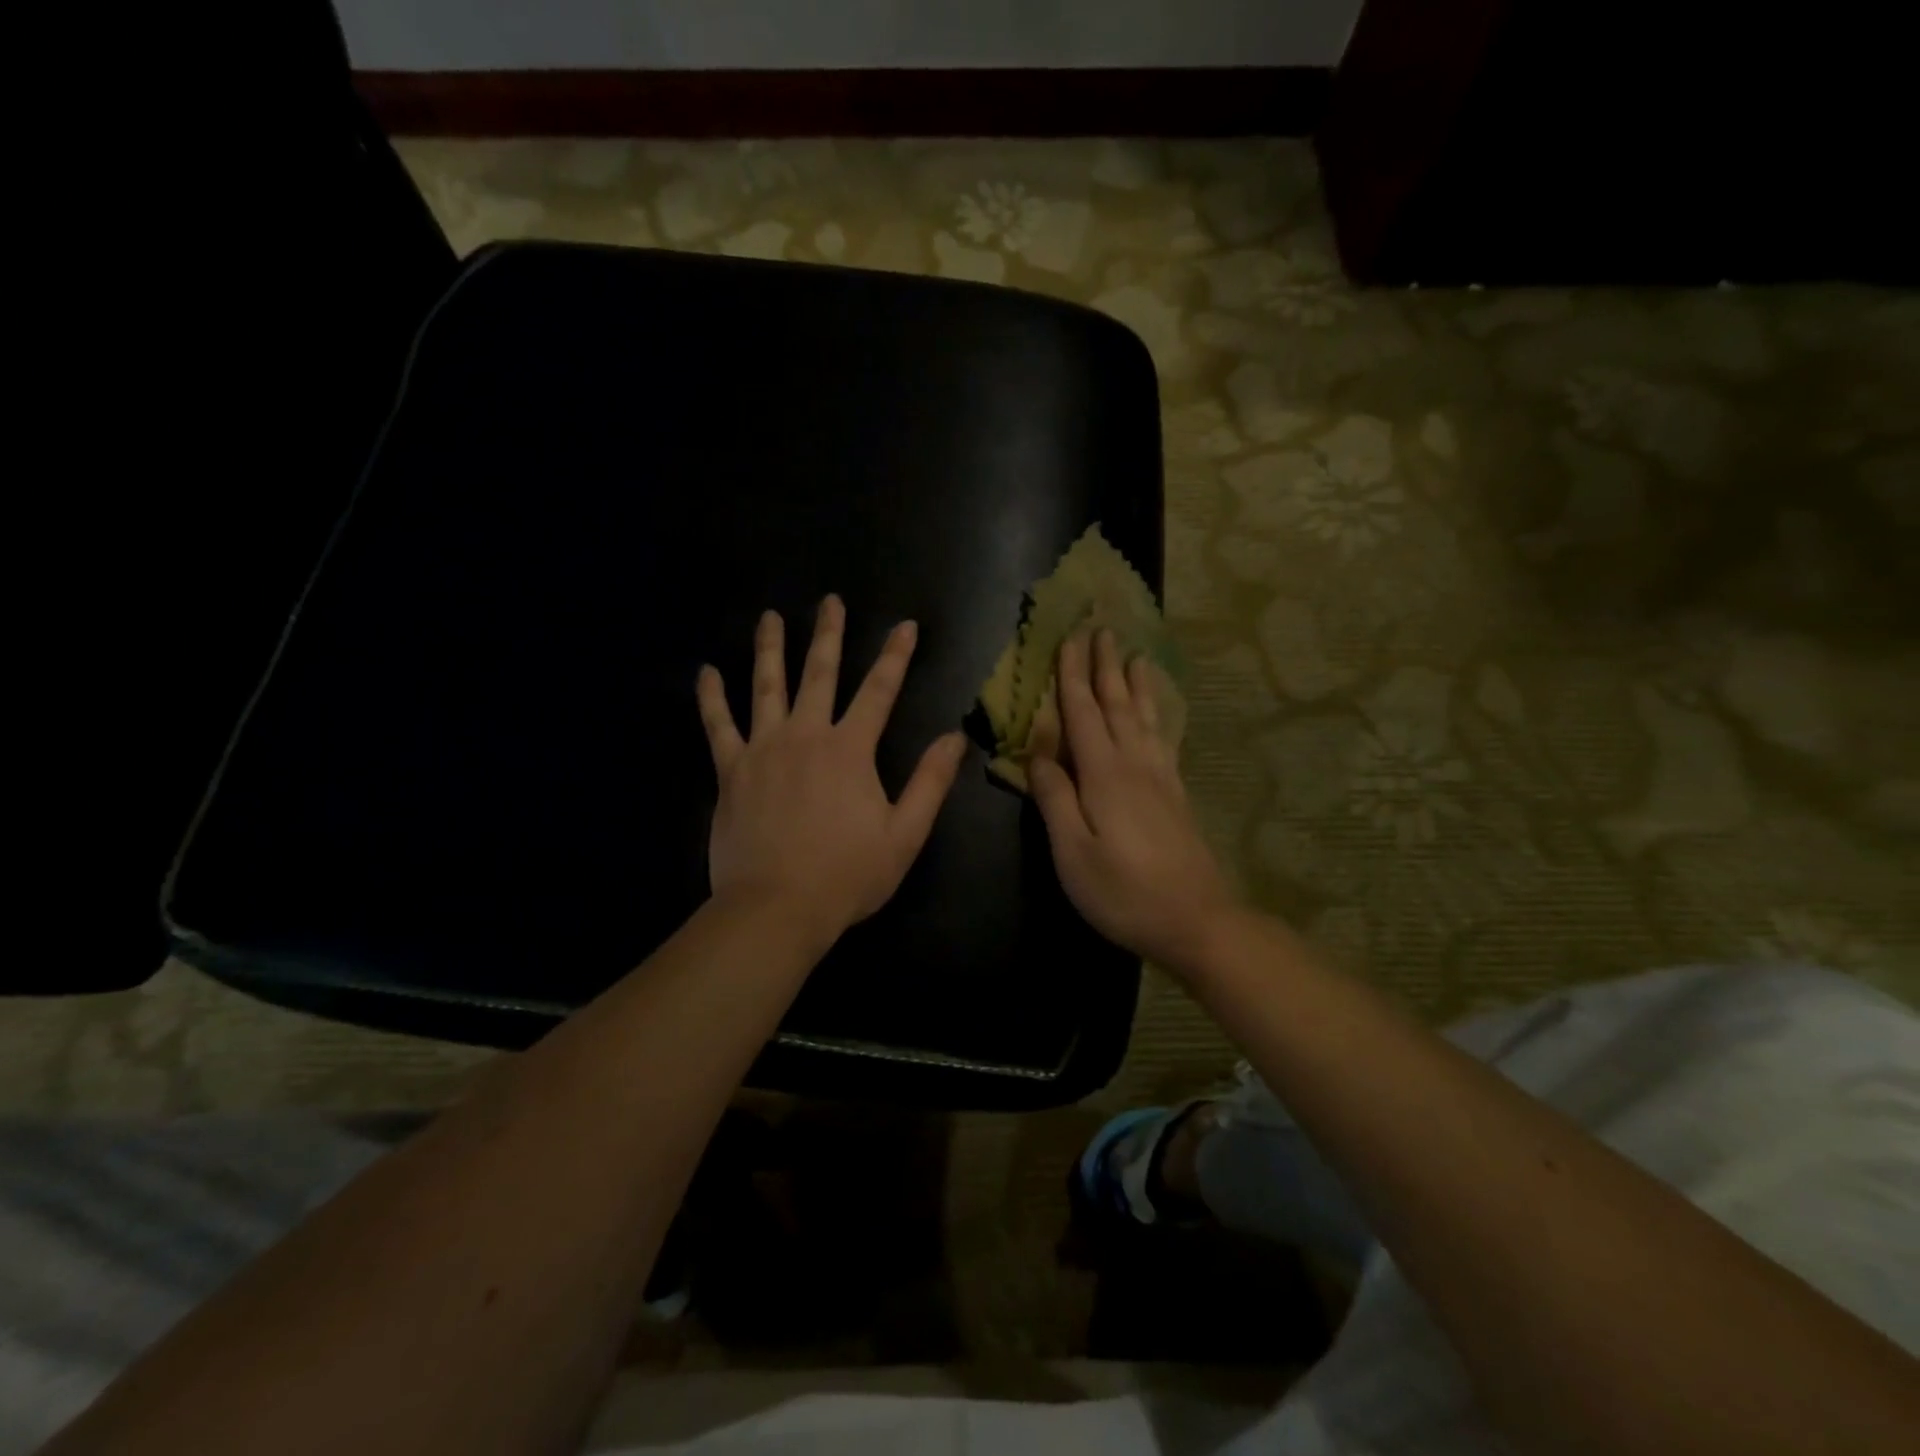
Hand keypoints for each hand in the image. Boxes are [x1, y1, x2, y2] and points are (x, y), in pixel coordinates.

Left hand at [697, 595, 967, 944]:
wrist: (776, 907)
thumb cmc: (846, 875)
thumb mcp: (905, 834)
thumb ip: (930, 782)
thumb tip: (954, 737)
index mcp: (850, 750)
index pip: (879, 691)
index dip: (896, 656)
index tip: (905, 625)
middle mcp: (806, 735)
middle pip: (819, 674)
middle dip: (828, 634)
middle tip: (830, 601)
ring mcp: (763, 749)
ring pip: (766, 687)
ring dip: (770, 649)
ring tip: (770, 617)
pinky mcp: (731, 771)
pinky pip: (718, 726)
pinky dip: (711, 698)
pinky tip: (706, 672)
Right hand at [1028, 629, 1237, 970]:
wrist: (1197, 921)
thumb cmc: (1123, 892)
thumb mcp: (1073, 852)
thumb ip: (1054, 798)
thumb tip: (1037, 752)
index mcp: (1104, 774)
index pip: (1082, 712)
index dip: (1072, 674)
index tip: (1069, 637)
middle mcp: (1135, 764)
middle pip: (1116, 704)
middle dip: (1106, 665)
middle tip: (1102, 628)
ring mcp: (1161, 778)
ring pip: (1145, 717)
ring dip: (1136, 684)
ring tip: (1135, 655)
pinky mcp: (1176, 795)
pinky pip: (1164, 739)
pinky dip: (1158, 715)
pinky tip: (1158, 714)